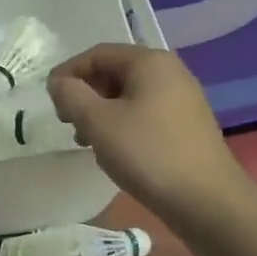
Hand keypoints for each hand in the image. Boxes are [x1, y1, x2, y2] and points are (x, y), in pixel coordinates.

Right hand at [47, 44, 244, 219]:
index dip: (68, 72)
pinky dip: (122, 124)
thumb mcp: (98, 122)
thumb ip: (71, 95)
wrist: (207, 201)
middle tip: (67, 121)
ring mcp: (182, 99)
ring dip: (101, 112)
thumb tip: (59, 82)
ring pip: (129, 95)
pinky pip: (145, 113)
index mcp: (150, 62)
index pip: (98, 54)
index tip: (50, 99)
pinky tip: (114, 150)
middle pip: (114, 72)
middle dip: (85, 93)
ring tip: (86, 140)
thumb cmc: (148, 153)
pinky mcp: (187, 125)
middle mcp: (170, 72)